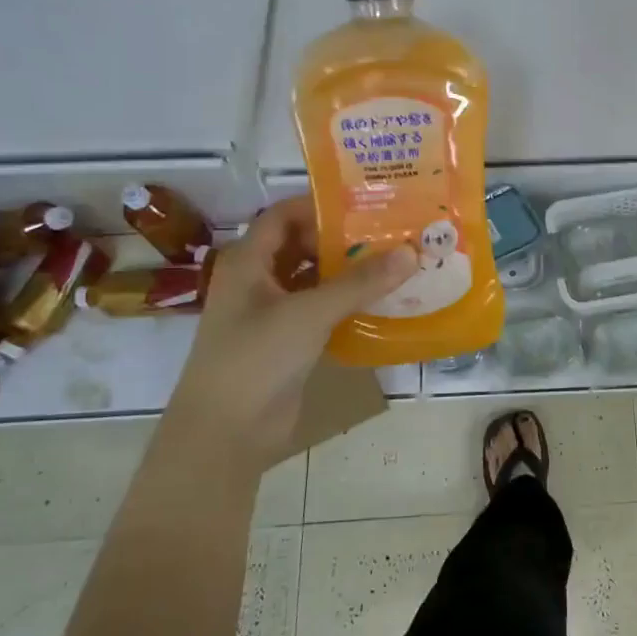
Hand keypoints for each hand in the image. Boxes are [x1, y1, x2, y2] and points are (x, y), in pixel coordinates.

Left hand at [167, 197, 415, 449]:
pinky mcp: (288, 342)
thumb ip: (359, 283)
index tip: (365, 202)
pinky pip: (322, 310)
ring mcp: (272, 313)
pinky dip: (347, 303)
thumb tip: (410, 252)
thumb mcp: (309, 314)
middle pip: (302, 245)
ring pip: (314, 279)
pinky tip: (382, 301)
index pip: (283, 215)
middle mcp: (258, 281)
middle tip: (390, 231)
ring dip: (348, 272)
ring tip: (395, 261)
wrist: (226, 432)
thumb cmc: (256, 359)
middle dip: (342, 238)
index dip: (319, 205)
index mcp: (248, 262)